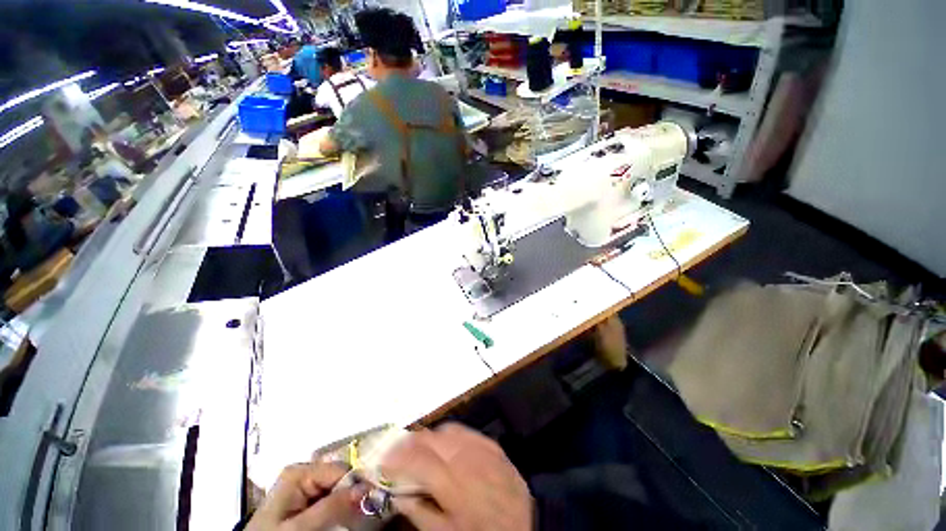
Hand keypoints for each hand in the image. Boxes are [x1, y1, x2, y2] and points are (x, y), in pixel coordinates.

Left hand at [248, 461, 364, 530]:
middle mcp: (304, 472)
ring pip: (337, 487)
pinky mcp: (304, 497)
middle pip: (339, 476)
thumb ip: (330, 507)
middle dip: (351, 492)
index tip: (371, 500)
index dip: (356, 484)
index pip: (340, 469)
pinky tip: (340, 515)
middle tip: (364, 510)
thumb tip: (365, 487)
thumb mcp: (299, 527)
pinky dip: (338, 506)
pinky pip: (329, 496)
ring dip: (346, 501)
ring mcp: (304, 485)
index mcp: (300, 472)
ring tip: (353, 514)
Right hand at [382, 424, 531, 530]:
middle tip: (397, 451)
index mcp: (451, 483)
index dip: (395, 458)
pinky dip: (449, 434)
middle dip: (409, 442)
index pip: (416, 460)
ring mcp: (479, 446)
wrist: (526, 523)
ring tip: (419, 447)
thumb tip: (398, 496)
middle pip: (430, 438)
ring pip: (445, 430)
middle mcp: (464, 457)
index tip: (383, 461)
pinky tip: (445, 443)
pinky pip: (464, 430)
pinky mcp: (490, 443)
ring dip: (428, 436)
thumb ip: (420, 513)